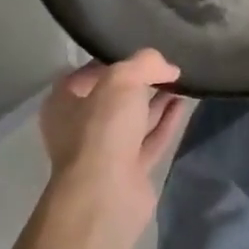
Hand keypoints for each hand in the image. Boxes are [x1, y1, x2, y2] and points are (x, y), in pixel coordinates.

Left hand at [39, 50, 189, 229]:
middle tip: (167, 65)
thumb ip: (146, 63)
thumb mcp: (122, 79)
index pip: (89, 72)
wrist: (105, 196)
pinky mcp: (129, 170)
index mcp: (64, 102)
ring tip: (182, 79)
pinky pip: (150, 139)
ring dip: (157, 100)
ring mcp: (105, 151)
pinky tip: (184, 103)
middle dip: (140, 81)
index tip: (143, 52)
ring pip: (135, 118)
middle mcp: (81, 126)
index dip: (115, 59)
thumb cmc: (102, 129)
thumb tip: (169, 68)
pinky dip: (166, 121)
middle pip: (114, 96)